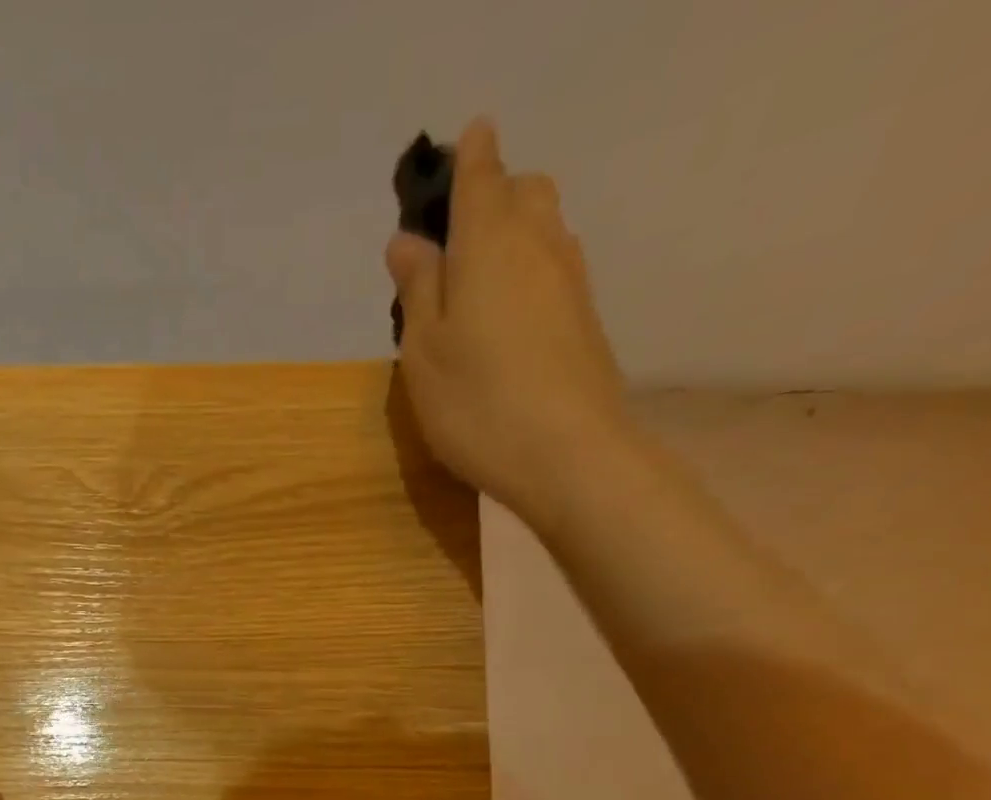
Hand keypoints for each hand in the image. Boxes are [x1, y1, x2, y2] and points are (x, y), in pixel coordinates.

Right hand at [387, 118, 637, 533]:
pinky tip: (500, 310)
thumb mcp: (423, 351)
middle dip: (490, 194)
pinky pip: (551, 264)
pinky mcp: (582, 313)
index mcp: (489, 242)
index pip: (481, 173)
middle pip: (521, 190)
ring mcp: (569, 277)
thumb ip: (417, 289)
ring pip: (542, 226)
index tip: (452, 155)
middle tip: (449, 238)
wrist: (567, 452)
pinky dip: (525, 266)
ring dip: (508, 232)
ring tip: (469, 278)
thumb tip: (407, 241)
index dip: (467, 157)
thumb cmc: (475, 402)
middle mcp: (538, 243)